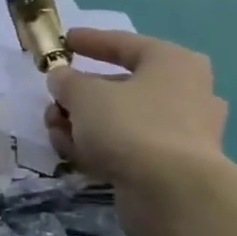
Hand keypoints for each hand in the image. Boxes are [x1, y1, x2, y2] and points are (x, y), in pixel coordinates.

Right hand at [47, 29, 227, 235]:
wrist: (172, 193)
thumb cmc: (131, 126)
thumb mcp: (84, 94)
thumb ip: (66, 81)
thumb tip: (62, 79)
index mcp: (172, 63)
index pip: (124, 43)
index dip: (91, 41)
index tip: (66, 41)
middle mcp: (184, 93)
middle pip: (119, 86)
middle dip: (79, 94)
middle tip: (53, 99)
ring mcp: (180, 132)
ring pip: (119, 119)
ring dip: (81, 123)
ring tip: (52, 129)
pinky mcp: (170, 166)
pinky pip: (126, 146)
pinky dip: (97, 147)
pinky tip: (69, 152)